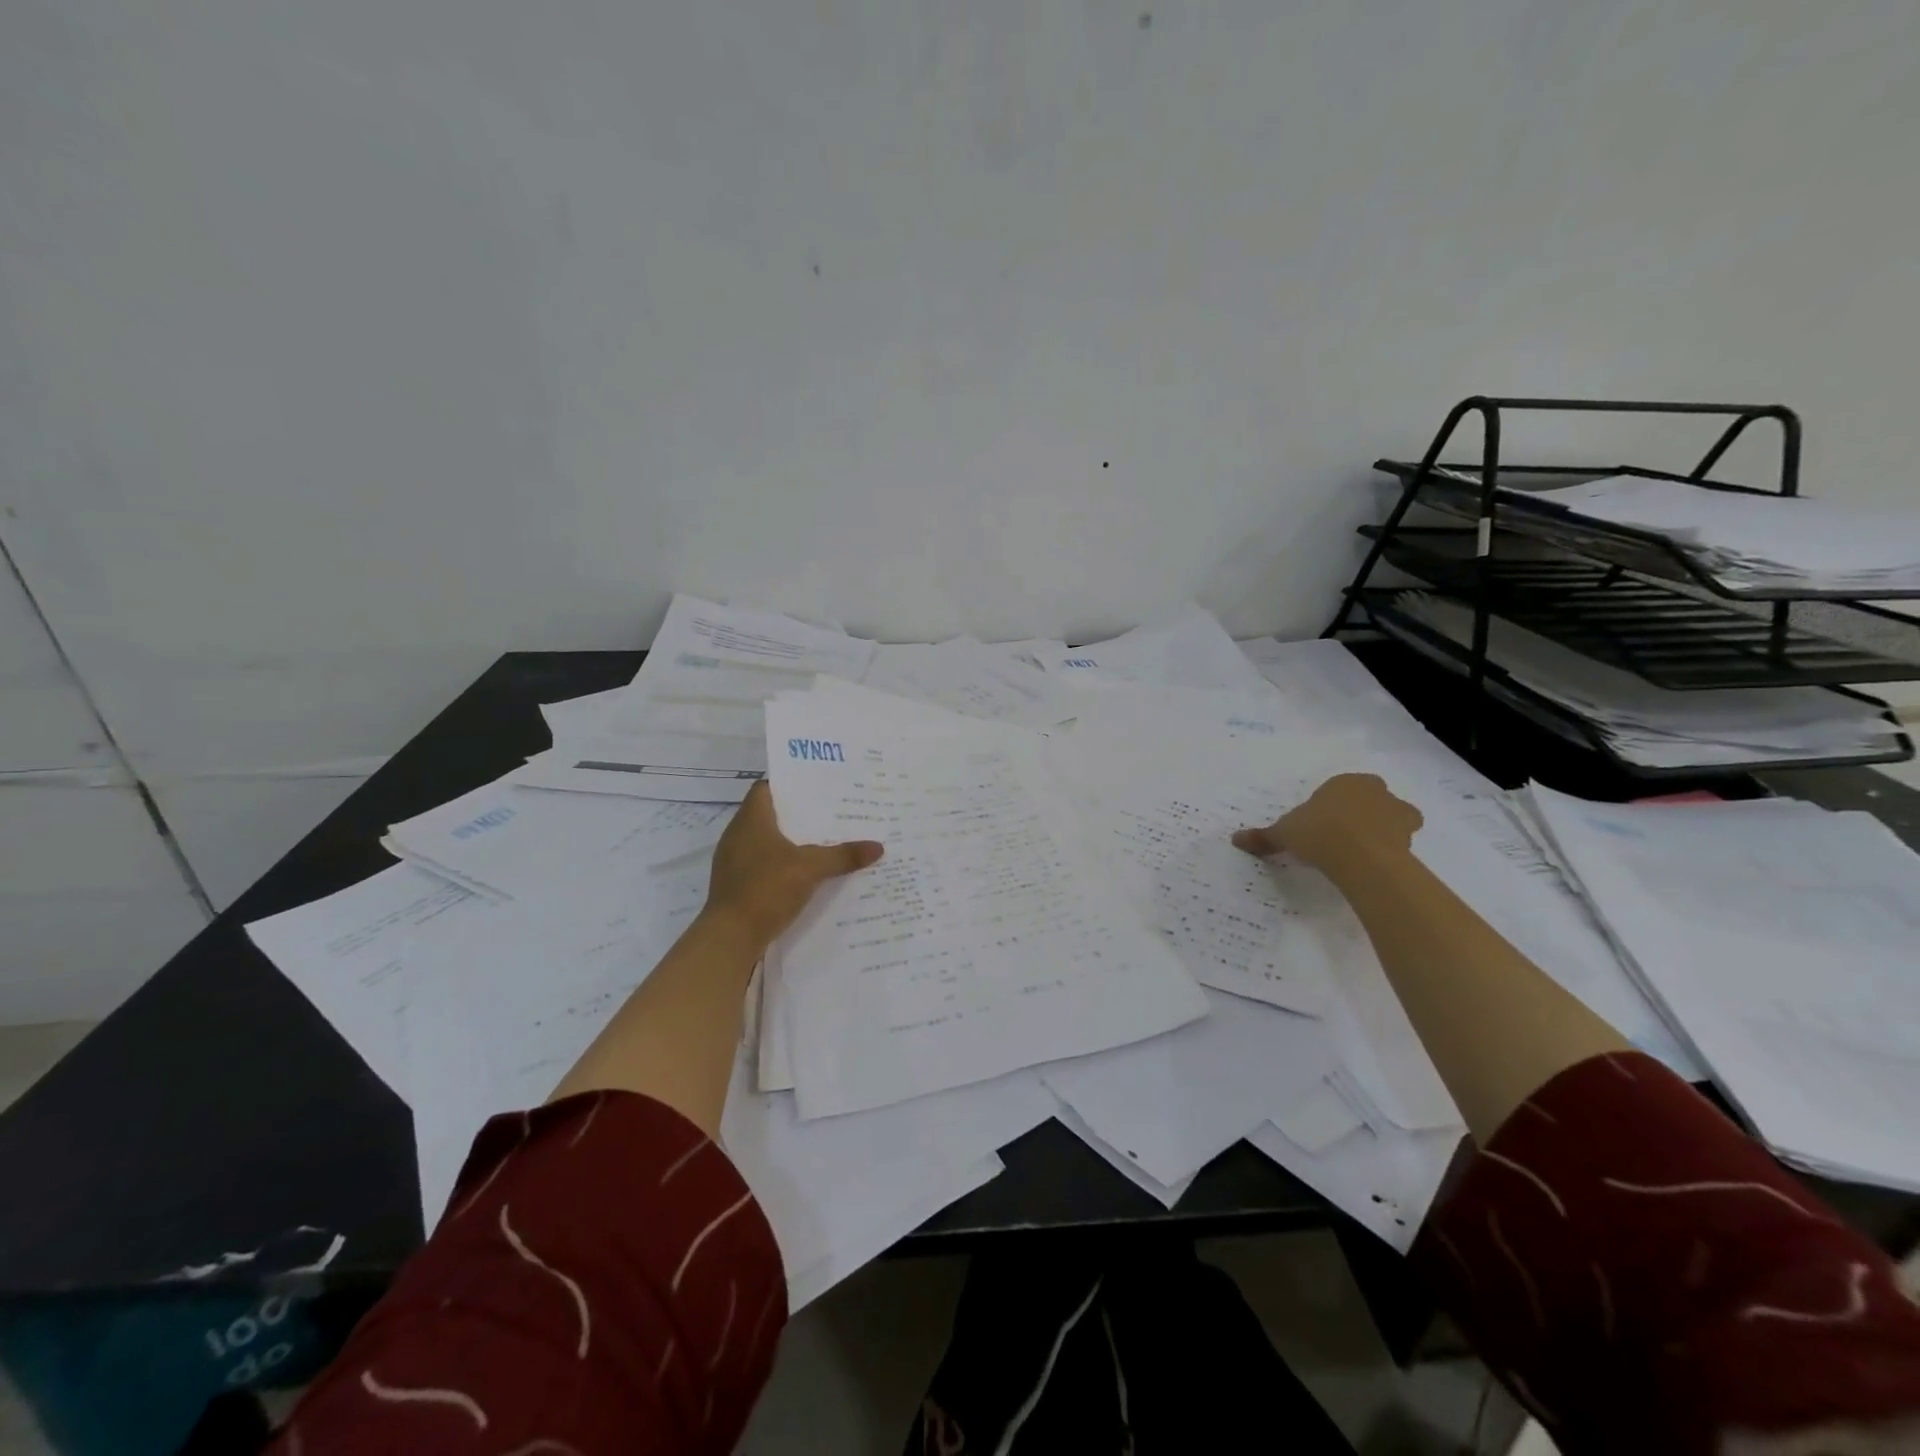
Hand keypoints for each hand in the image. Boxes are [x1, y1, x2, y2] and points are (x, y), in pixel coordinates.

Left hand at [704, 782, 883, 946]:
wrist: (730, 938)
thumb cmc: (766, 889)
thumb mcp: (811, 869)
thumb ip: (843, 856)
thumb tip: (878, 847)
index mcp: (751, 820)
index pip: (765, 788)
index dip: (788, 784)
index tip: (815, 787)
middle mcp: (737, 835)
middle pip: (769, 814)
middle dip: (797, 815)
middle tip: (829, 814)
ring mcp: (733, 861)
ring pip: (765, 841)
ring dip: (790, 842)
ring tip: (822, 842)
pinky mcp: (735, 884)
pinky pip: (761, 864)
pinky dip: (781, 864)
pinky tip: (804, 874)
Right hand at [1232, 773, 1422, 872]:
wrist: (1360, 855)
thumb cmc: (1319, 832)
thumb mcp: (1284, 833)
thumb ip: (1264, 836)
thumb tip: (1235, 839)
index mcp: (1345, 782)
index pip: (1339, 790)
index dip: (1330, 808)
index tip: (1320, 827)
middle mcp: (1375, 791)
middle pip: (1371, 800)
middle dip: (1362, 814)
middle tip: (1343, 838)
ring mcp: (1398, 812)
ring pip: (1394, 818)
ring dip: (1383, 831)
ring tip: (1363, 853)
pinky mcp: (1411, 837)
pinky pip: (1402, 842)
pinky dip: (1392, 850)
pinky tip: (1375, 865)